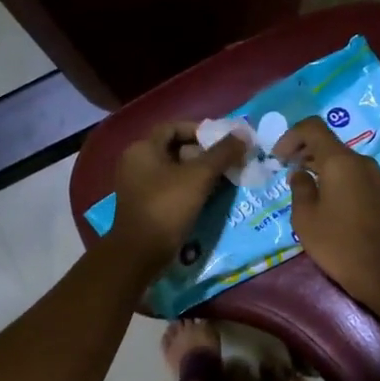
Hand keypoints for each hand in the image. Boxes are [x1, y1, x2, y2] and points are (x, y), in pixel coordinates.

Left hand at [107, 122, 246, 271]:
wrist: (141, 253)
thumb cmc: (167, 207)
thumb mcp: (199, 177)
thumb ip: (222, 153)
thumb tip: (243, 133)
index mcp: (142, 148)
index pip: (173, 127)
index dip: (199, 131)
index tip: (222, 142)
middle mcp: (135, 162)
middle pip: (174, 148)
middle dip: (203, 154)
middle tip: (227, 162)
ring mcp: (137, 185)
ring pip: (173, 170)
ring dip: (198, 173)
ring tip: (223, 179)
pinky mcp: (143, 205)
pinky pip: (169, 188)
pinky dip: (188, 188)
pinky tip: (208, 197)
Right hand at [275, 116, 379, 307]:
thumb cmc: (338, 243)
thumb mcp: (305, 218)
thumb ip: (299, 188)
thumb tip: (300, 173)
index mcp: (340, 161)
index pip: (313, 128)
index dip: (291, 135)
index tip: (279, 157)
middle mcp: (363, 162)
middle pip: (331, 144)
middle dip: (306, 153)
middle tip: (289, 172)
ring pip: (346, 162)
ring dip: (325, 168)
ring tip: (309, 190)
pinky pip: (359, 177)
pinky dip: (342, 181)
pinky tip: (333, 204)